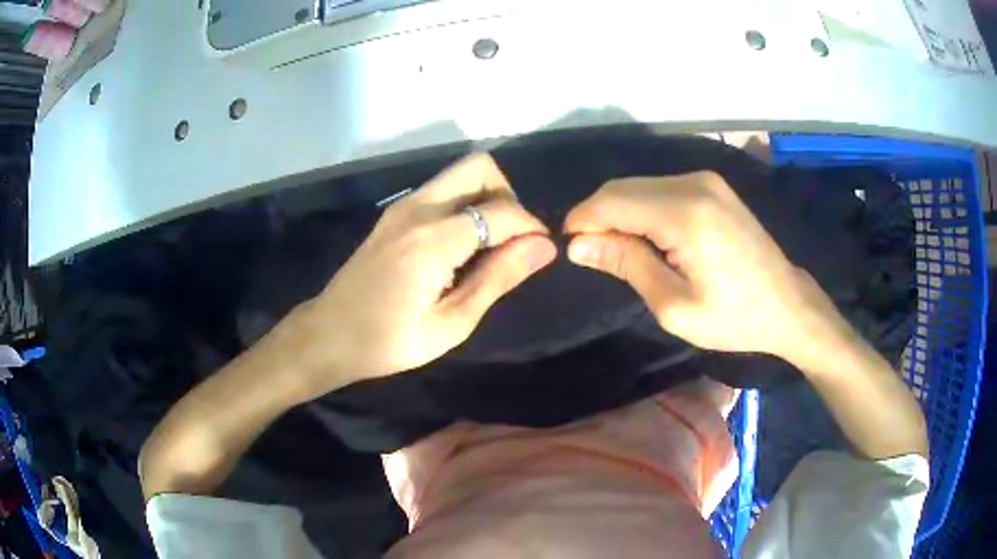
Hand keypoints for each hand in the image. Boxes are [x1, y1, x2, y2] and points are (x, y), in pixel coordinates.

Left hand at [277, 154, 555, 398]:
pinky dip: (464, 205)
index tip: (540, 253)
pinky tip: (461, 246)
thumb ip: (498, 278)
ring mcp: (403, 206)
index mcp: (434, 238)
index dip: (531, 227)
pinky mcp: (394, 214)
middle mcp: (419, 207)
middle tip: (511, 240)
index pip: (502, 210)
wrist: (329, 335)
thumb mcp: (451, 322)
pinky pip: (442, 191)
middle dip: (508, 196)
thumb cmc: (389, 341)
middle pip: (479, 167)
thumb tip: (544, 246)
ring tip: (489, 246)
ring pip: (460, 175)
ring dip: (486, 198)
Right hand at [563, 171, 850, 365]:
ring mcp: (705, 180)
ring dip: (619, 212)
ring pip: (640, 185)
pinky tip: (646, 236)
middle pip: (623, 187)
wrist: (787, 303)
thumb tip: (577, 245)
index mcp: (685, 215)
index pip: (613, 202)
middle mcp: (693, 184)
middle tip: (591, 254)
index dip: (583, 221)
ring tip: (619, 250)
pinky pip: (660, 188)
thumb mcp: (675, 306)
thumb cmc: (734, 317)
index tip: (569, 248)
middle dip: (598, 216)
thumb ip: (627, 265)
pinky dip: (642, 208)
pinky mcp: (712, 185)